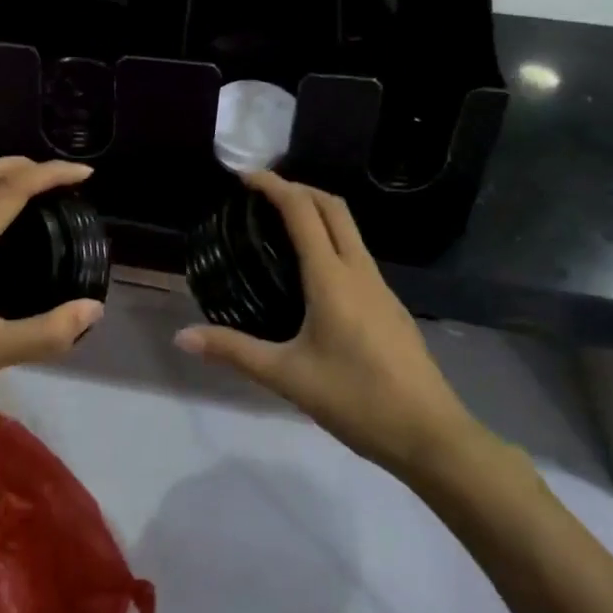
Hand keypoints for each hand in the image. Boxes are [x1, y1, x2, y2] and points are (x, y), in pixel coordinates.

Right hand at [175, 173, 478, 474]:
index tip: (245, 177)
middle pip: (333, 207)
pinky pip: (357, 254)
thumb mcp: (287, 377)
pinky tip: (313, 274)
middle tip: (262, 195)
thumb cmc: (356, 400)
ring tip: (281, 227)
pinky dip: (331, 240)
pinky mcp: (390, 305)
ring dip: (317, 213)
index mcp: (331, 277)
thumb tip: (182, 337)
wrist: (430, 434)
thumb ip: (234, 351)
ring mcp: (380, 287)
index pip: (302, 211)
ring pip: (349, 229)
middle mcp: (359, 270)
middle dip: (299, 188)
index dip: (274, 186)